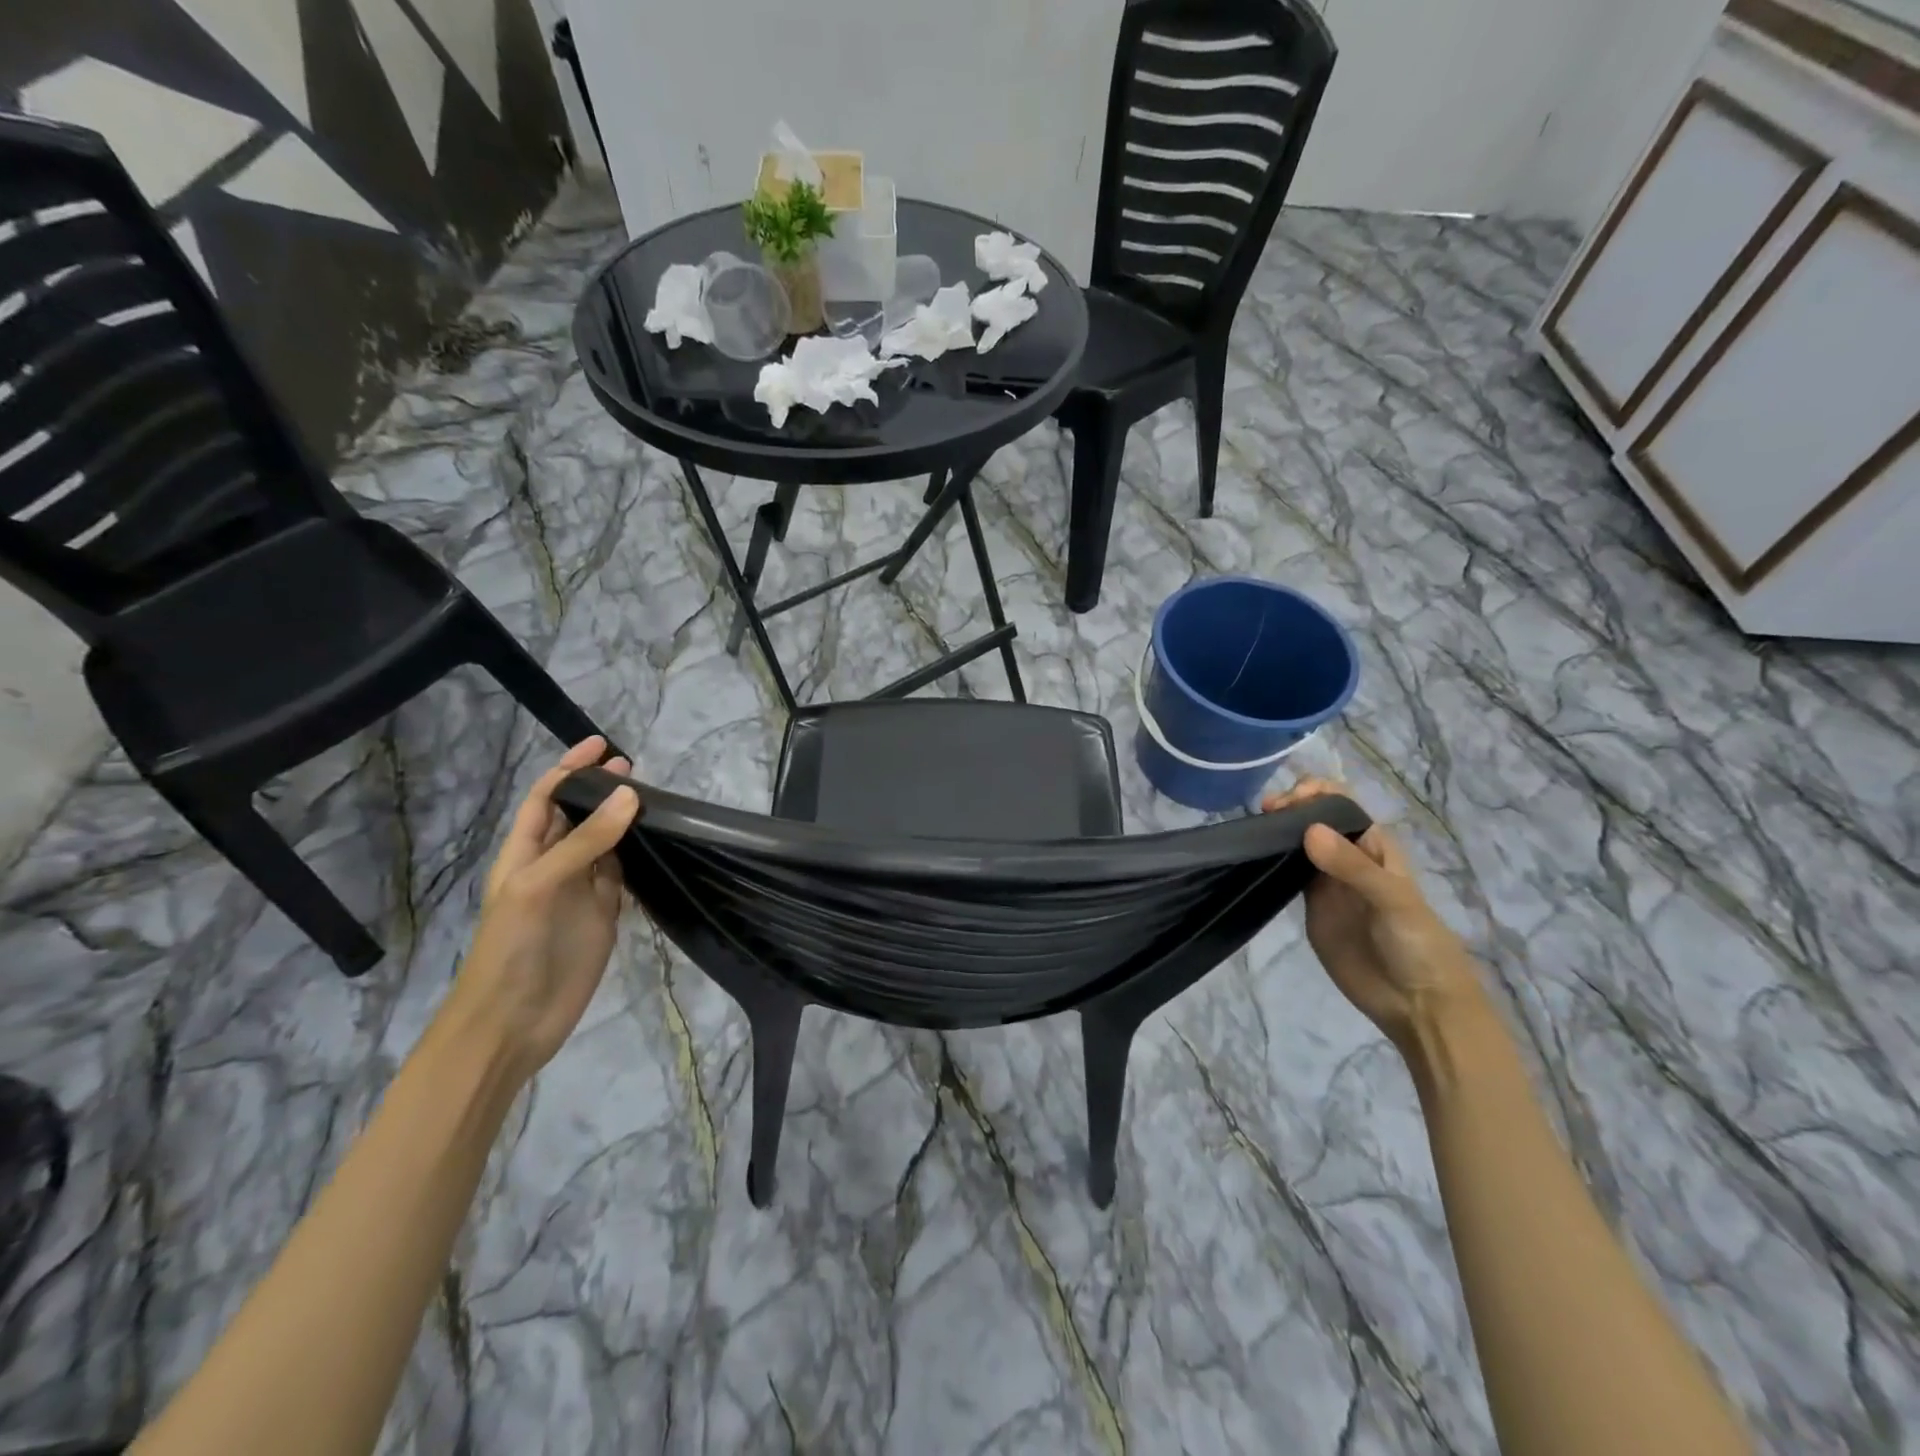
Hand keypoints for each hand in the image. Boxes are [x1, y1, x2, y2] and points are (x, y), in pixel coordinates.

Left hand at [441, 737, 641, 1082]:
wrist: (512, 1022)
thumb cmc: (513, 948)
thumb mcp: (541, 886)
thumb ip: (585, 842)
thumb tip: (629, 795)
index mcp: (524, 854)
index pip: (545, 799)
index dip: (568, 770)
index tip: (601, 745)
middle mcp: (553, 866)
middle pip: (577, 816)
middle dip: (600, 789)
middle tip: (635, 767)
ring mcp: (580, 891)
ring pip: (605, 844)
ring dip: (623, 820)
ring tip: (654, 797)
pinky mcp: (604, 915)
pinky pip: (622, 875)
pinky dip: (638, 856)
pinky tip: (657, 842)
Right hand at [1262, 778, 1483, 1048]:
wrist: (1417, 1003)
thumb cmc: (1418, 944)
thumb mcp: (1393, 900)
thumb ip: (1352, 867)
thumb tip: (1308, 830)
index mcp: (1373, 845)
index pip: (1340, 803)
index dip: (1314, 793)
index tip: (1286, 803)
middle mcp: (1348, 857)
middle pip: (1314, 818)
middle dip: (1289, 808)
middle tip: (1264, 817)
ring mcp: (1328, 882)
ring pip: (1298, 844)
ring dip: (1277, 832)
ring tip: (1252, 833)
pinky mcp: (1311, 906)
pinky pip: (1288, 875)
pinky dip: (1272, 862)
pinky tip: (1254, 859)